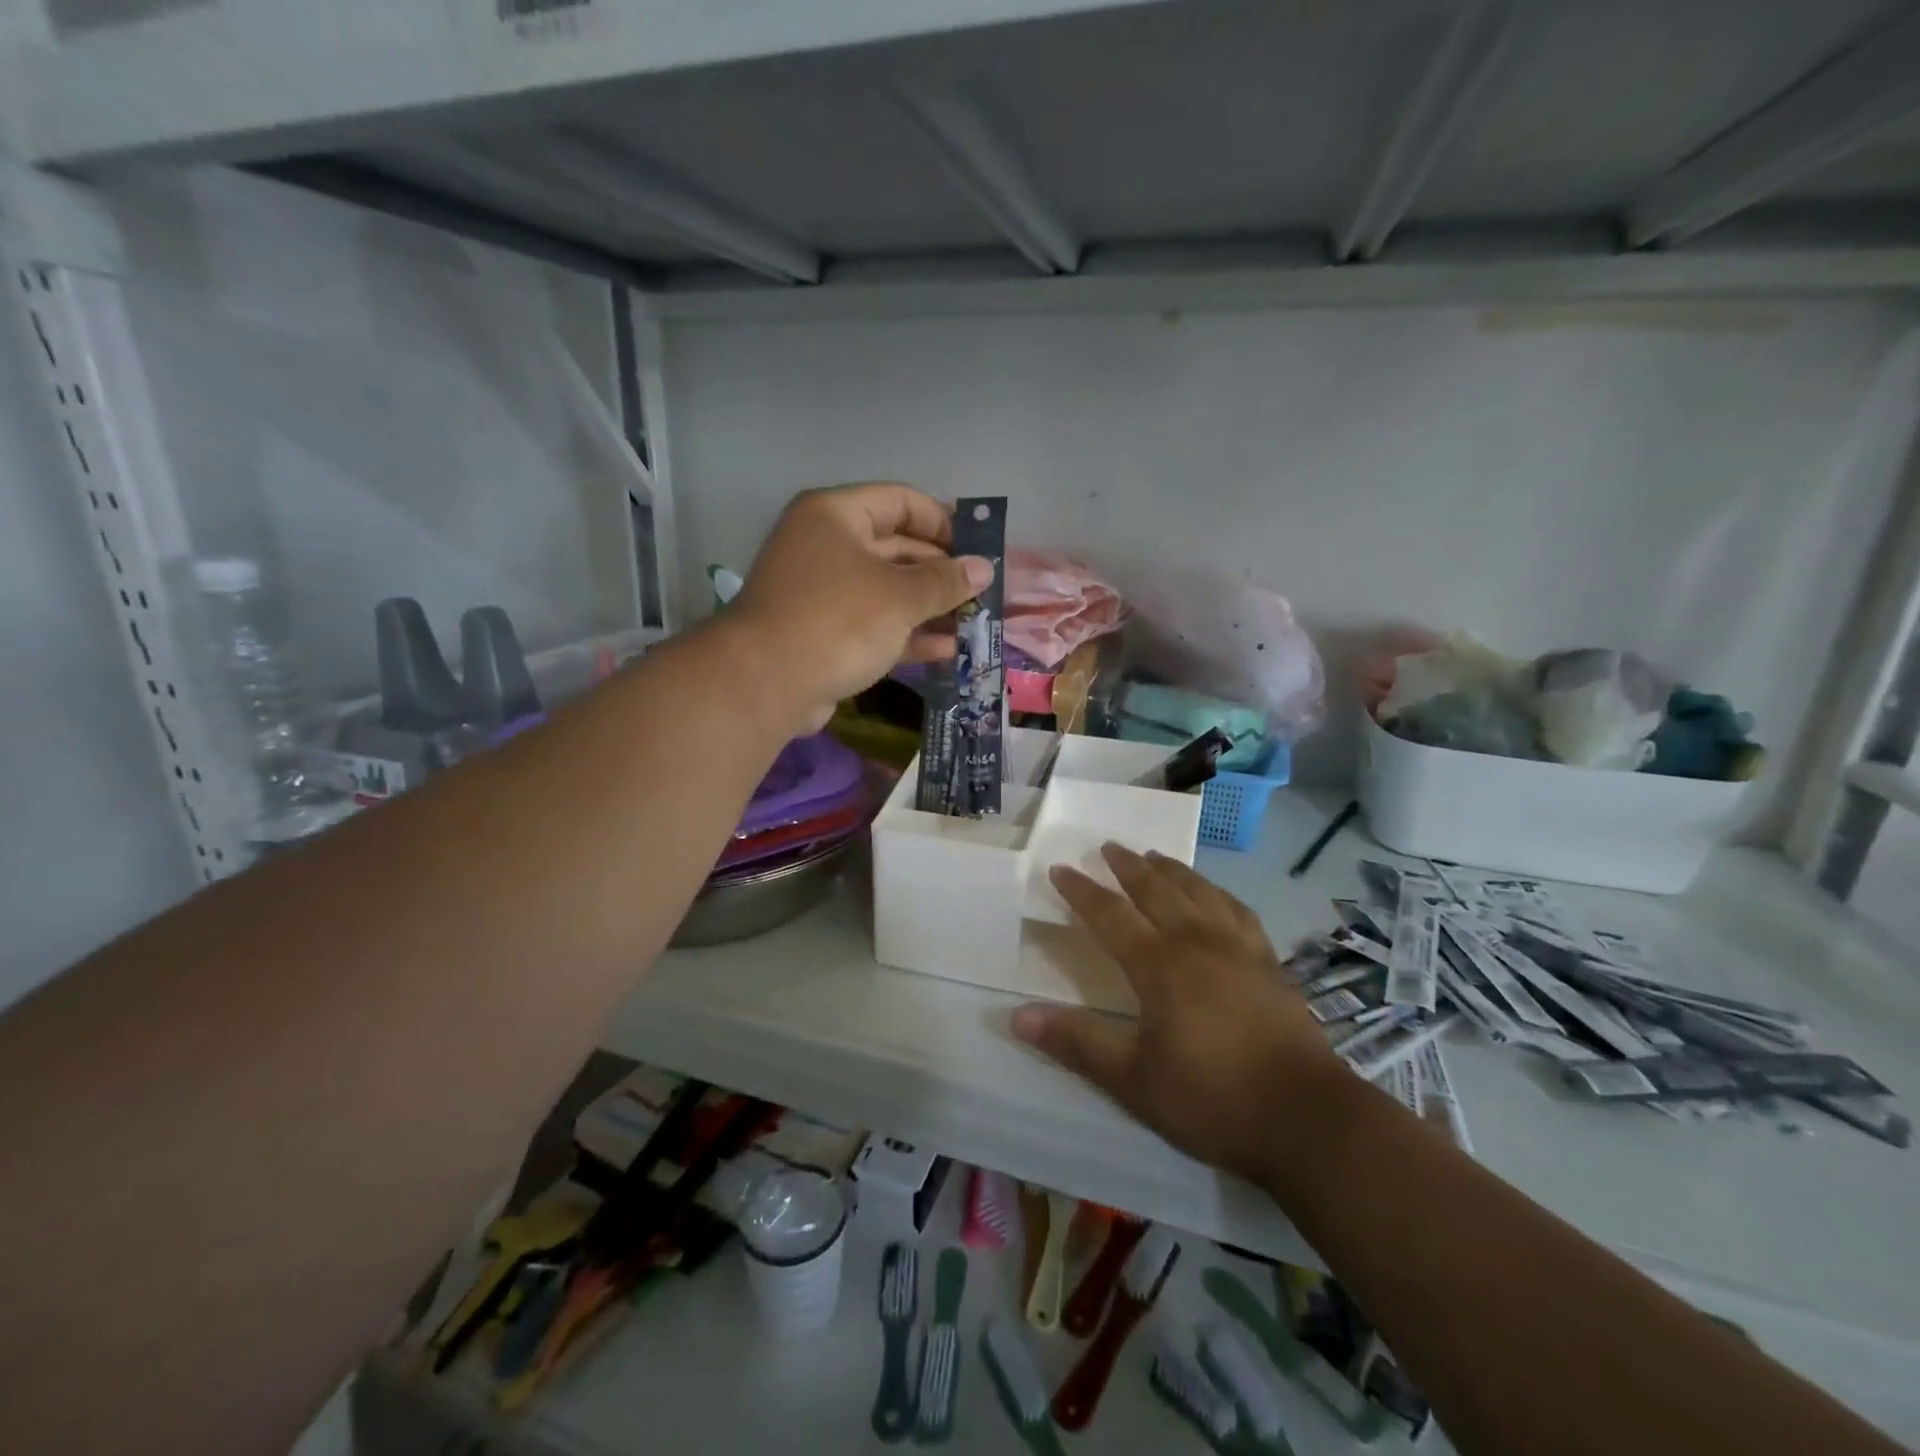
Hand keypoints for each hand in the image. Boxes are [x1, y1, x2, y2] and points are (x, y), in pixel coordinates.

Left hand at [729, 483, 992, 731]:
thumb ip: (945, 581)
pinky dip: (908, 635)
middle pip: (897, 547)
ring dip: (930, 607)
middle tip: (982, 590)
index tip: (978, 548)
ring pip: (888, 591)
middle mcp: (827, 546)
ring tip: (974, 622)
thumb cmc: (837, 620)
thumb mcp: (900, 596)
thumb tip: (983, 568)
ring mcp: (824, 593)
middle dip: (941, 571)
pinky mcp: (825, 634)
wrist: (766, 684)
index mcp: (836, 516)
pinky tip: (947, 649)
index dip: (943, 521)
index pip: (901, 502)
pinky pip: (875, 625)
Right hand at [1010, 845, 1345, 1181]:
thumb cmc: (1212, 1099)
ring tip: (1155, 857)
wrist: (1308, 1119)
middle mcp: (1197, 942)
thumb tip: (1017, 1015)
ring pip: (1198, 892)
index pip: (1110, 914)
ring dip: (1172, 870)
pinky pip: (1237, 910)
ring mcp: (1239, 948)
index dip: (1082, 891)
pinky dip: (1217, 893)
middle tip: (1108, 846)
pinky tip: (1215, 896)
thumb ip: (1077, 1042)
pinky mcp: (1269, 962)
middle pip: (1156, 890)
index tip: (1060, 869)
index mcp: (1160, 965)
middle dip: (1127, 866)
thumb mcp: (1133, 1079)